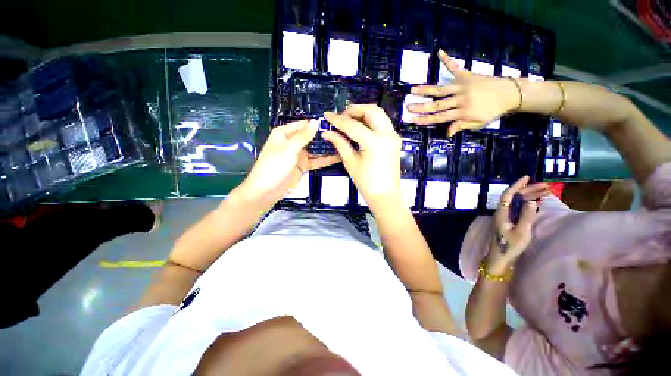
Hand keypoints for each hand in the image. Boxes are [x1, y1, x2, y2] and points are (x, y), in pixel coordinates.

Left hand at [234, 120, 339, 207]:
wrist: (267, 190)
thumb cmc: (275, 166)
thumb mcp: (289, 149)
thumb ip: (304, 136)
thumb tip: (316, 122)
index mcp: (284, 133)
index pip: (303, 125)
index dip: (317, 124)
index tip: (334, 124)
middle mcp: (292, 142)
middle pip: (311, 137)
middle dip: (324, 136)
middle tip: (343, 135)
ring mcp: (299, 155)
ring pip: (315, 149)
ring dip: (327, 148)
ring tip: (344, 145)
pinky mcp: (303, 166)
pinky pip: (316, 161)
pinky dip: (325, 160)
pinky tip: (338, 157)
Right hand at [322, 105, 402, 210]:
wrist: (385, 195)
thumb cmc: (366, 183)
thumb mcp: (351, 162)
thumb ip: (340, 143)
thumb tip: (326, 132)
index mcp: (375, 142)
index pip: (353, 125)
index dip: (338, 120)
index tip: (327, 115)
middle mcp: (388, 134)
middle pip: (371, 111)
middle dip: (354, 110)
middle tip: (341, 117)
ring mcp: (394, 136)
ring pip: (379, 114)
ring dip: (363, 113)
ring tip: (349, 120)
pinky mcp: (395, 140)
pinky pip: (382, 123)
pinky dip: (371, 121)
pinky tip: (360, 126)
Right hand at [406, 49, 520, 136]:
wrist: (511, 93)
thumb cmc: (493, 111)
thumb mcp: (478, 123)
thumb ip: (461, 126)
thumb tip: (447, 133)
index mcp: (463, 112)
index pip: (440, 118)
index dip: (425, 119)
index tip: (413, 120)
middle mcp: (460, 99)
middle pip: (437, 104)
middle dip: (421, 106)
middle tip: (408, 106)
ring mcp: (463, 86)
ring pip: (441, 89)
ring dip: (426, 89)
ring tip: (412, 89)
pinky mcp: (467, 75)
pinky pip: (455, 67)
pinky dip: (447, 60)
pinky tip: (439, 52)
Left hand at [484, 176, 547, 274]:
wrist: (500, 257)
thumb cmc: (510, 246)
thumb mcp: (521, 232)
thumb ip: (526, 216)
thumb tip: (531, 201)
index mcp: (502, 213)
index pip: (508, 194)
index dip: (516, 185)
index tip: (527, 177)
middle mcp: (502, 212)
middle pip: (514, 197)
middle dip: (529, 190)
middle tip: (547, 187)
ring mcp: (505, 217)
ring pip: (517, 202)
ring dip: (530, 196)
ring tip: (547, 193)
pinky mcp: (509, 222)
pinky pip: (518, 208)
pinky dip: (528, 204)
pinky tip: (537, 202)